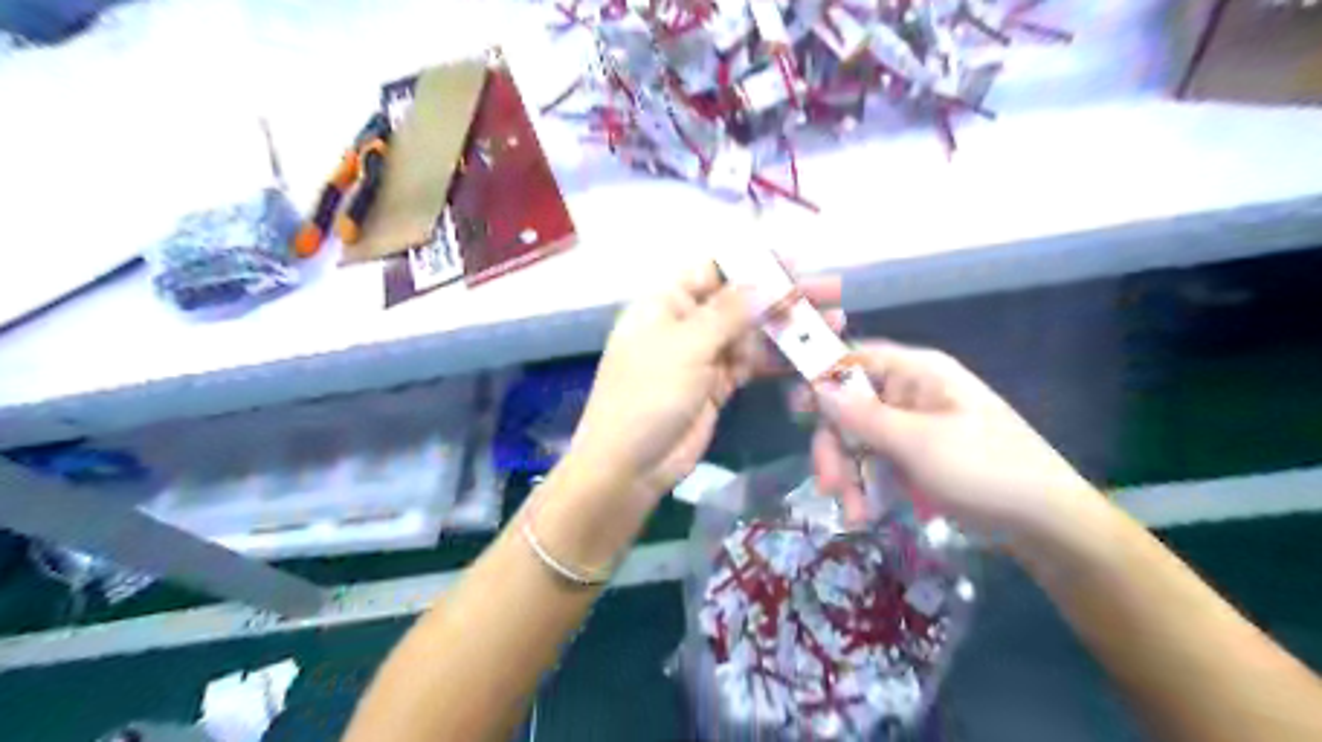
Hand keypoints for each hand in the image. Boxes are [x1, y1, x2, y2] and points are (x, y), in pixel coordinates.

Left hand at [564, 258, 833, 503]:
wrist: (630, 464)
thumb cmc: (649, 393)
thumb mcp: (687, 345)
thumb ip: (729, 311)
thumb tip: (765, 280)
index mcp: (666, 302)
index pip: (714, 269)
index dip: (755, 262)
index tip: (797, 260)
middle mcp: (686, 323)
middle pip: (740, 299)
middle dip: (783, 293)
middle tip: (831, 290)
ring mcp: (703, 356)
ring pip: (751, 333)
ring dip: (788, 326)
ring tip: (834, 320)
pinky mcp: (718, 385)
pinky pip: (752, 364)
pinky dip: (779, 358)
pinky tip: (810, 352)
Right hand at [812, 340, 1102, 538]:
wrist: (1046, 524)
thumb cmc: (986, 470)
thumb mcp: (918, 443)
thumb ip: (862, 415)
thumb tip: (816, 385)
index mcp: (918, 373)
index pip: (856, 359)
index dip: (823, 378)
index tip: (796, 410)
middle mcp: (912, 393)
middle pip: (851, 407)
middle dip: (836, 447)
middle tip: (828, 485)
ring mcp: (915, 427)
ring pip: (860, 439)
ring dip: (850, 474)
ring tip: (853, 513)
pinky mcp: (918, 457)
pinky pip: (879, 462)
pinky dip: (868, 485)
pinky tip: (866, 512)